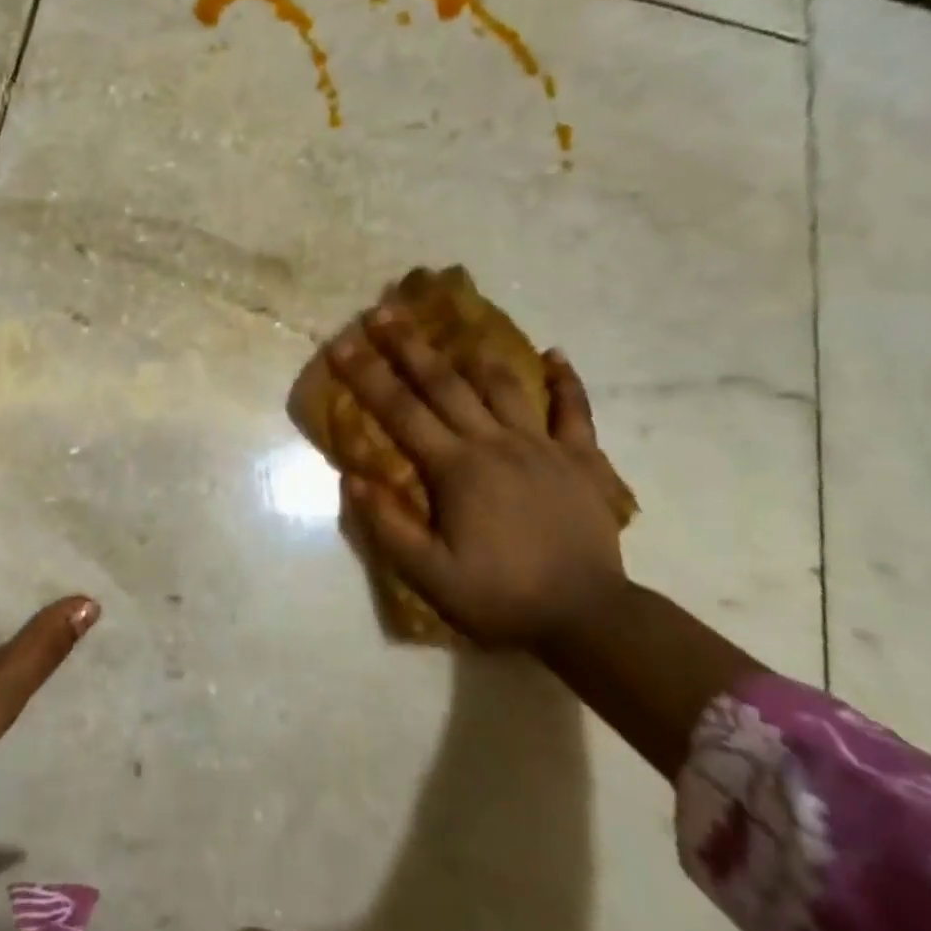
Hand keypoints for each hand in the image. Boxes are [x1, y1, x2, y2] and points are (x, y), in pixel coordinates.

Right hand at [328, 311, 629, 649]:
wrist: (588, 619)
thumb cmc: (500, 597)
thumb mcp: (429, 575)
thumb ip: (388, 526)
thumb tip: (352, 478)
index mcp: (456, 469)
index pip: (401, 412)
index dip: (367, 376)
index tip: (342, 344)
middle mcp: (495, 444)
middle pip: (446, 384)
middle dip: (410, 346)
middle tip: (384, 311)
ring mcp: (542, 447)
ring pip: (503, 387)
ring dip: (474, 353)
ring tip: (456, 324)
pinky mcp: (581, 460)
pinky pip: (575, 411)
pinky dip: (565, 382)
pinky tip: (555, 355)